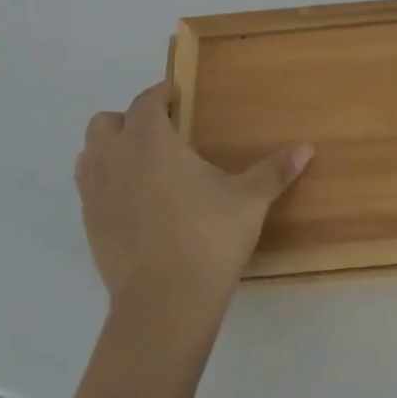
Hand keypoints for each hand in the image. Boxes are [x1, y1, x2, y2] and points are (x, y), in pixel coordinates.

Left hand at [75, 82, 311, 324]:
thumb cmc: (208, 237)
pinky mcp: (90, 228)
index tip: (176, 96)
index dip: (160, 94)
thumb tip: (307, 148)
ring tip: (142, 163)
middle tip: (159, 131)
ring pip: (89, 155)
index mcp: (151, 141)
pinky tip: (134, 201)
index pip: (145, 102)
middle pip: (104, 123)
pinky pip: (89, 191)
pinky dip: (106, 184)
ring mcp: (96, 195)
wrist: (164, 303)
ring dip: (109, 150)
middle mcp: (116, 160)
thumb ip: (274, 170)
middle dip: (128, 120)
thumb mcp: (249, 200)